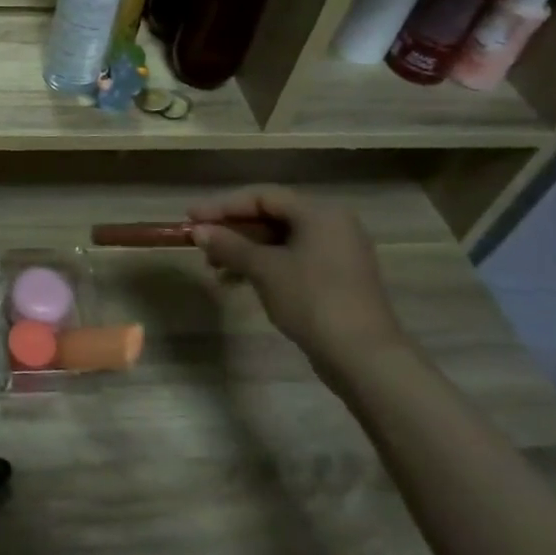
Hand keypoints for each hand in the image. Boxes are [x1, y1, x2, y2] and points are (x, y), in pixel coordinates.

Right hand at [188, 186, 407, 372]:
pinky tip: (237, 282)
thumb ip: (229, 245)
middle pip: (271, 217)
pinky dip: (264, 267)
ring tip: (214, 269)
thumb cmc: (312, 300)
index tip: (191, 218)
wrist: (364, 358)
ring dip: (244, 251)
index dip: (223, 205)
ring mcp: (337, 253)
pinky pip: (292, 260)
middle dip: (233, 231)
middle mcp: (332, 225)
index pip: (262, 196)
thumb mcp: (264, 269)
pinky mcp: (336, 279)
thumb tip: (198, 231)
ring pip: (279, 241)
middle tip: (201, 244)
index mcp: (319, 213)